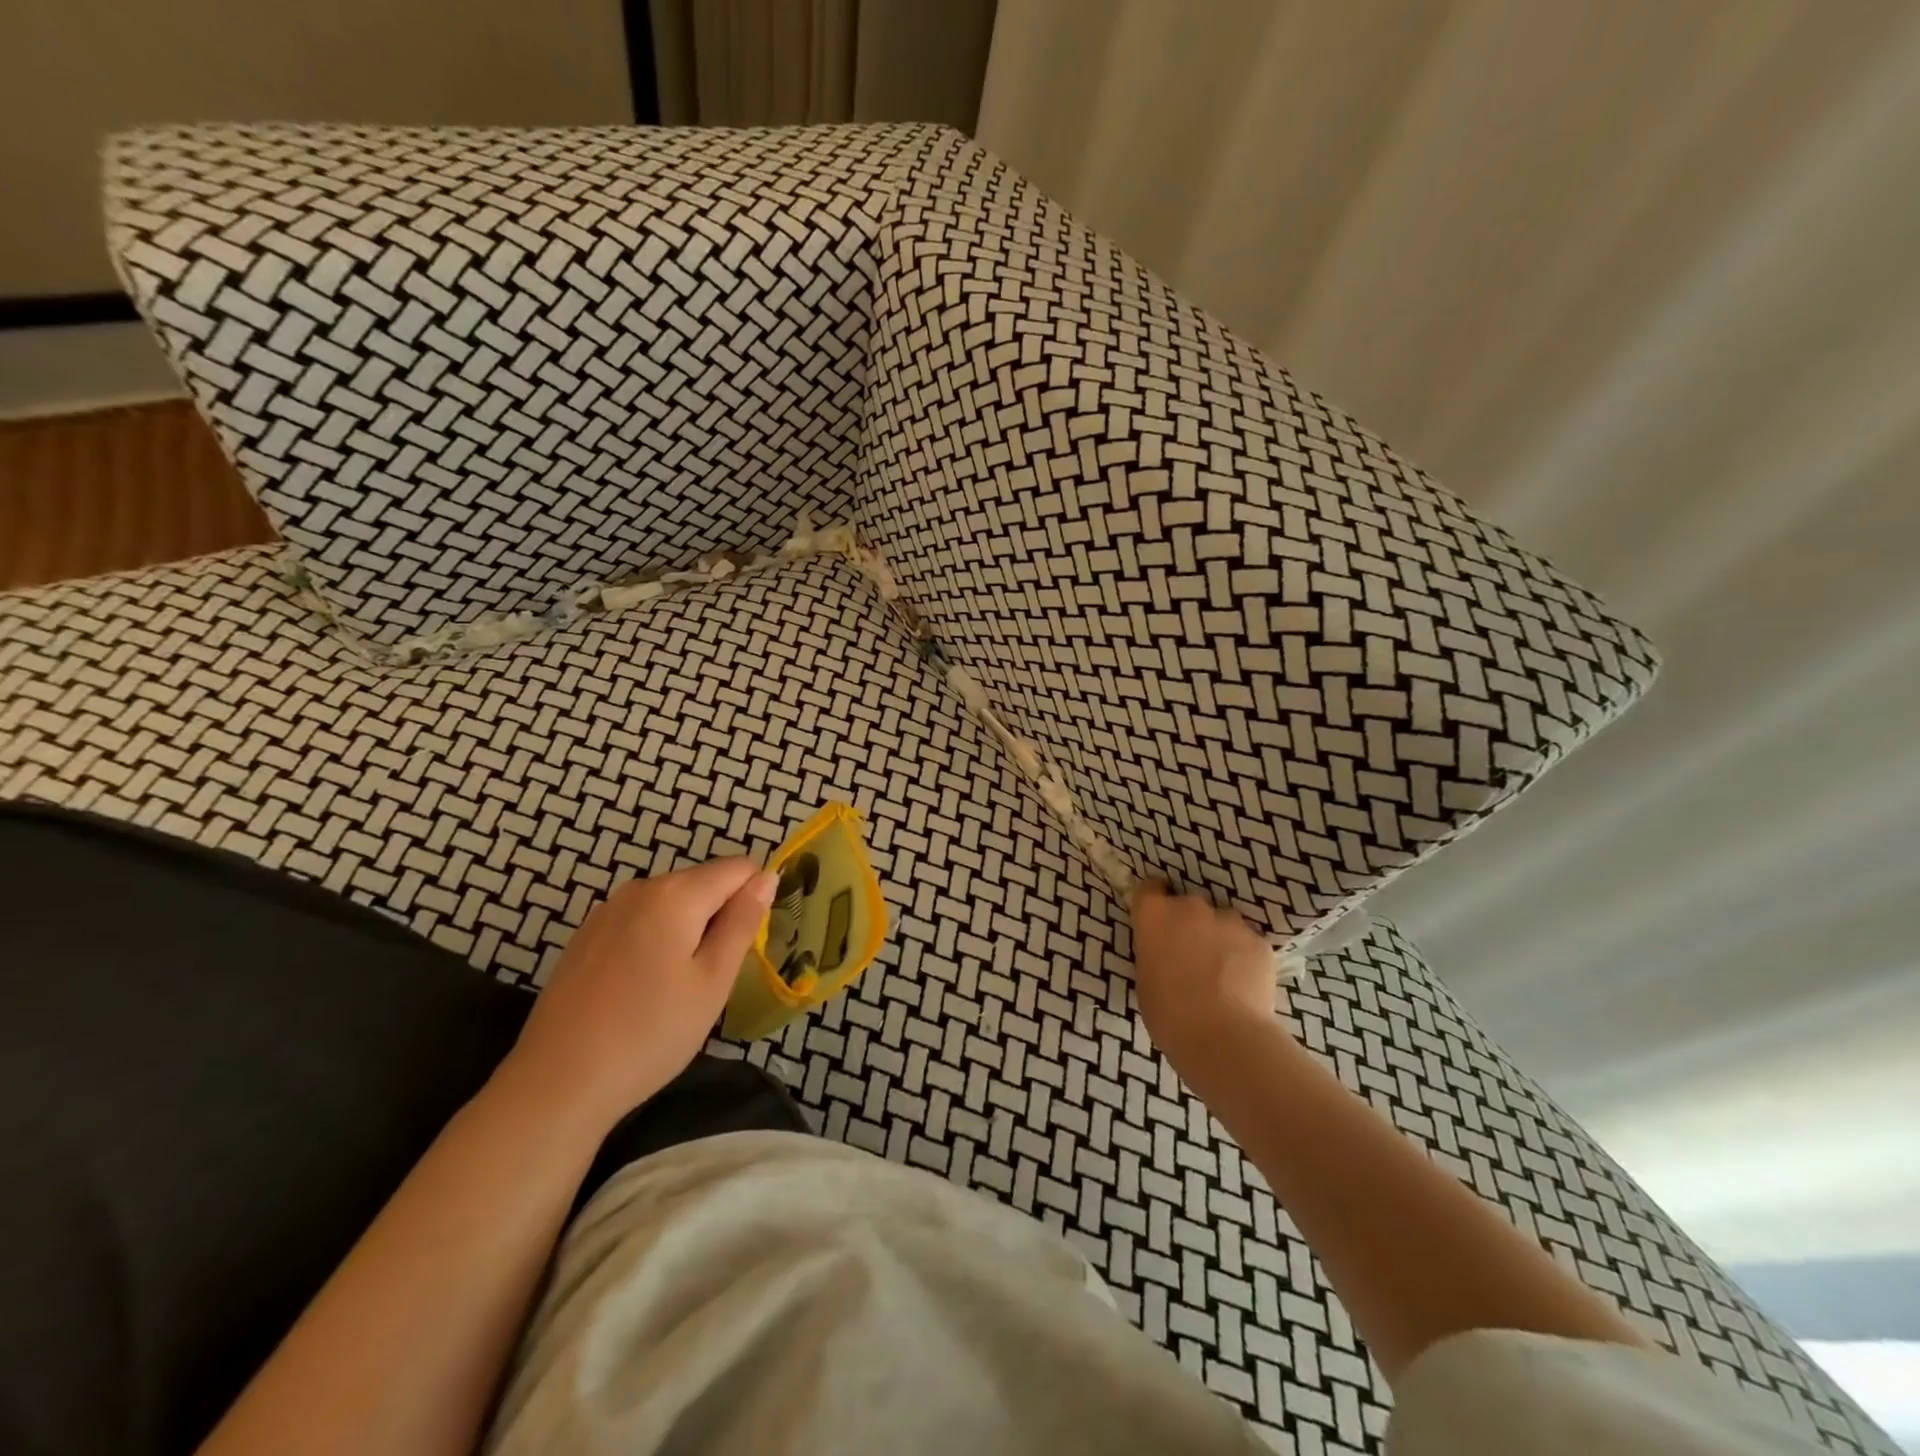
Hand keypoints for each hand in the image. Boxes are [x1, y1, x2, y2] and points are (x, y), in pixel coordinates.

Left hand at [499, 858, 777, 1127]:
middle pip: (703, 883)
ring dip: (689, 930)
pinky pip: (641, 921)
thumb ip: (743, 922)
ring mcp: (607, 910)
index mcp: (676, 893)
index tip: (748, 946)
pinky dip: (657, 941)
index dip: (755, 899)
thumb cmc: (650, 1033)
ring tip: (680, 986)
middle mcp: (640, 888)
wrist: (556, 1084)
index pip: (739, 868)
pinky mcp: (586, 936)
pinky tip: (644, 988)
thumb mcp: (713, 981)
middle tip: (715, 976)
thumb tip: (766, 877)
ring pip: (672, 903)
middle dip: (721, 916)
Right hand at [1130, 882, 1281, 1073]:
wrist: (1223, 1038)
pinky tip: (1243, 984)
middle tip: (1190, 955)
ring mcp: (1229, 921)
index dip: (1153, 901)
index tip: (1157, 920)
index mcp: (1155, 915)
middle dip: (1189, 923)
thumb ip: (1154, 953)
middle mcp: (1191, 907)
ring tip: (1222, 972)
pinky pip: (1247, 942)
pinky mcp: (1259, 941)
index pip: (1149, 888)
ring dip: (1219, 937)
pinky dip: (1244, 956)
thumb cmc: (1169, 1014)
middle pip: (1188, 905)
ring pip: (1222, 921)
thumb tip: (1166, 953)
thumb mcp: (1146, 979)